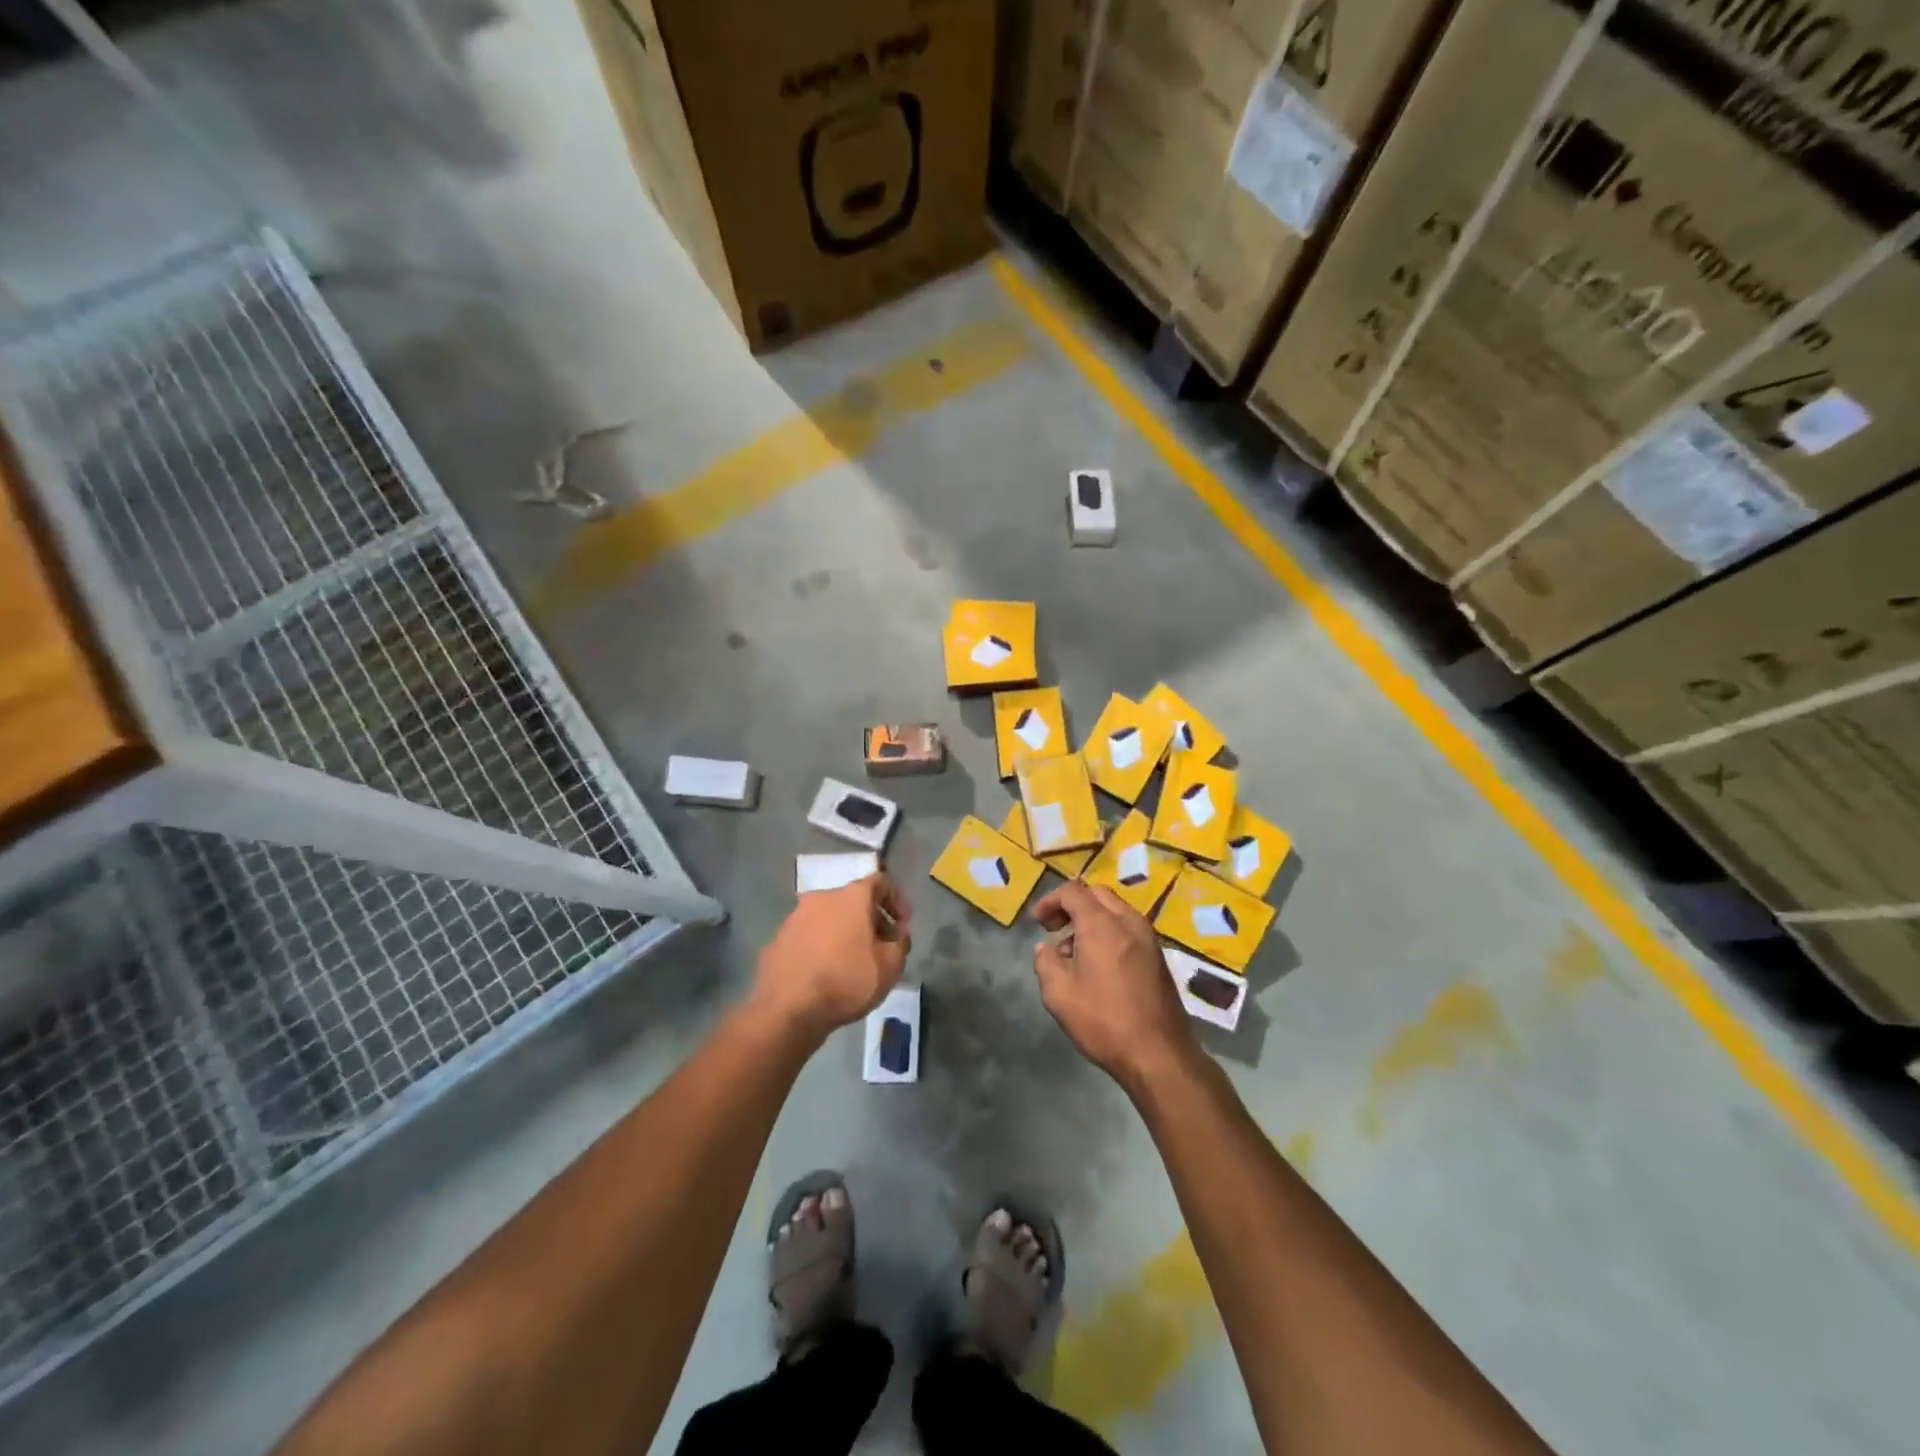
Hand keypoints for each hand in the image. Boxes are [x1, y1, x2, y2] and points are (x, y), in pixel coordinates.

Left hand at [754, 875, 911, 1040]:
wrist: (786, 1009)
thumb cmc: (846, 981)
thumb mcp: (890, 966)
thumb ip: (901, 943)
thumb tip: (897, 933)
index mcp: (852, 897)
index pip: (881, 882)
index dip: (897, 900)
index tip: (903, 925)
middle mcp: (822, 897)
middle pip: (854, 900)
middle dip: (872, 920)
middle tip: (881, 947)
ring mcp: (795, 917)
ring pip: (830, 918)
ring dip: (845, 933)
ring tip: (853, 963)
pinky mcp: (778, 938)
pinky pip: (809, 936)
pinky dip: (822, 946)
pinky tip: (826, 973)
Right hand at [1032, 881, 1196, 1090]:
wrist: (1159, 1054)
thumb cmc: (1104, 1020)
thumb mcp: (1058, 994)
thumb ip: (1045, 962)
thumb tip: (1046, 948)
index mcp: (1101, 924)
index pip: (1072, 891)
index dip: (1050, 901)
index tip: (1037, 922)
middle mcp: (1128, 921)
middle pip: (1096, 894)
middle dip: (1072, 906)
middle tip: (1054, 929)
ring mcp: (1148, 938)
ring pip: (1115, 910)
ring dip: (1091, 919)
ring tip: (1074, 952)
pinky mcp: (1158, 956)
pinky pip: (1128, 928)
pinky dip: (1109, 932)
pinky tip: (1099, 964)